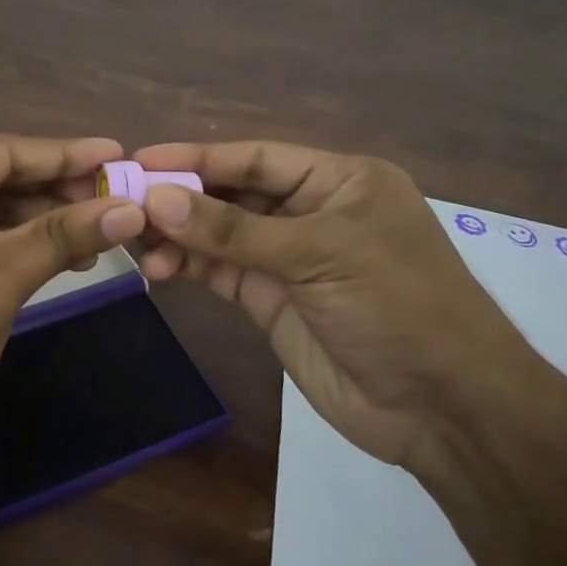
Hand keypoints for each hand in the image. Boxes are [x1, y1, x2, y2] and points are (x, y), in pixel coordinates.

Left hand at [0, 135, 146, 477]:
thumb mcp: (2, 279)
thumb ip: (66, 234)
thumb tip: (132, 209)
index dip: (64, 155)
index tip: (116, 154)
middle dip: (50, 191)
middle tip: (111, 198)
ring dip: (31, 219)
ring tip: (92, 231)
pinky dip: (1, 241)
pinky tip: (48, 252)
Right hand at [132, 142, 545, 469]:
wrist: (443, 408)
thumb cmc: (396, 305)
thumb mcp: (318, 255)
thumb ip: (233, 230)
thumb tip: (156, 199)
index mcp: (339, 181)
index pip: (257, 158)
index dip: (199, 157)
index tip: (142, 159)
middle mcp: (312, 212)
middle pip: (234, 194)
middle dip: (181, 197)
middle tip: (123, 200)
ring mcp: (290, 260)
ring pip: (221, 235)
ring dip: (179, 235)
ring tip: (133, 239)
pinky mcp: (272, 301)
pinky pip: (222, 273)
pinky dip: (189, 266)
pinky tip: (157, 266)